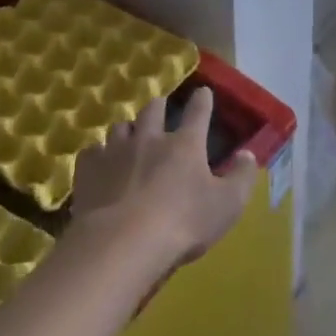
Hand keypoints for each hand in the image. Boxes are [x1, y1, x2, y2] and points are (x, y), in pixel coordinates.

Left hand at [71, 88, 257, 267]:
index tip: (204, 91)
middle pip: (153, 110)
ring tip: (129, 136)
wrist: (122, 244)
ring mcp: (115, 151)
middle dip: (159, 106)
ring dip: (128, 129)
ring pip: (120, 126)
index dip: (203, 100)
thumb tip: (248, 154)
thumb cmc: (182, 224)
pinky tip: (99, 163)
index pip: (198, 112)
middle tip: (161, 107)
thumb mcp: (227, 205)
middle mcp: (150, 138)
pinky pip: (92, 152)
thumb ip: (241, 177)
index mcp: (185, 144)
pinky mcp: (88, 170)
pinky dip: (98, 154)